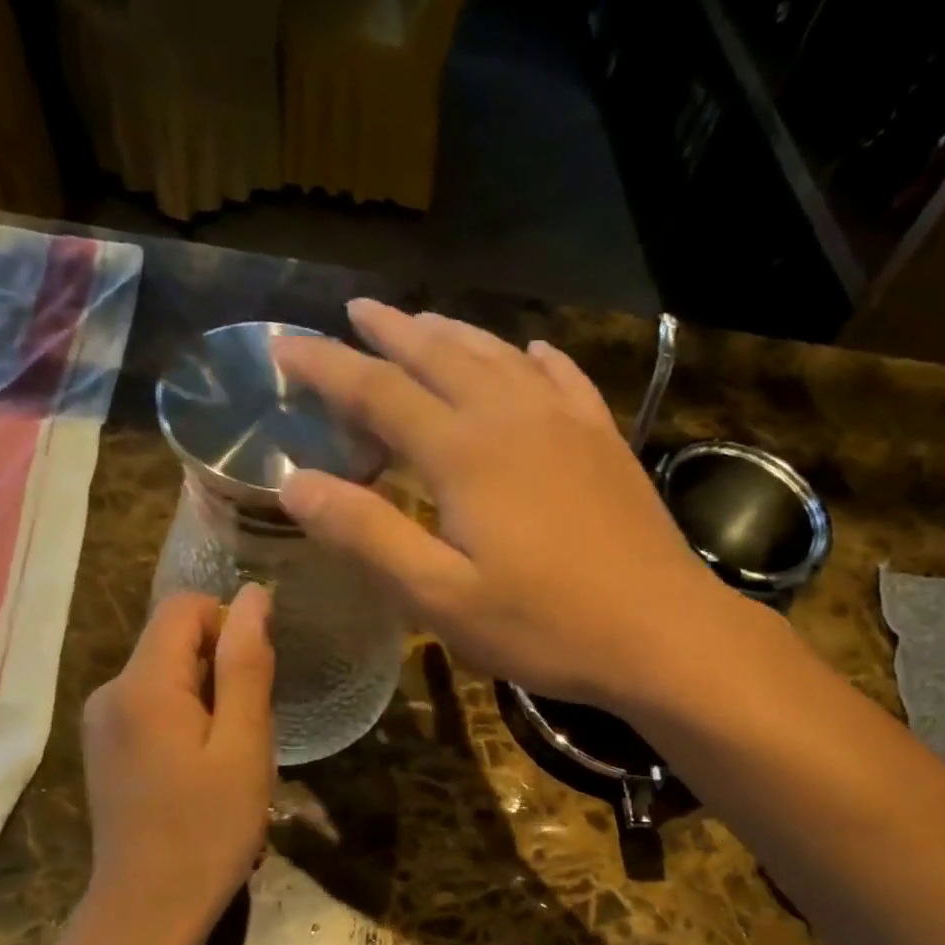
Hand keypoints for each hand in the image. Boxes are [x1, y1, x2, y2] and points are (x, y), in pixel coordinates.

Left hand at [80, 586, 274, 943]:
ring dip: (210, 701)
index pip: (185, 607)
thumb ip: (246, 665)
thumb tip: (254, 596)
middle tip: (249, 732)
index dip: (231, 626)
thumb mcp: (244, 744)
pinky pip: (154, 709)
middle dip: (222, 670)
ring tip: (230, 759)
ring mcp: (102, 724)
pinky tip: (203, 773)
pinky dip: (188, 723)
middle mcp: (110, 692)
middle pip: (173, 641)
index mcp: (142, 684)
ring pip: (167, 677)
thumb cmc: (209, 828)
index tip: (258, 680)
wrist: (150, 910)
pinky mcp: (106, 751)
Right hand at [274, 300, 737, 708]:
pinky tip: (530, 353)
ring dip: (453, 335)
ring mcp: (568, 425)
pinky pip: (564, 380)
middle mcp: (513, 418)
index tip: (282, 346)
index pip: (378, 391)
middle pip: (440, 356)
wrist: (662, 633)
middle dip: (390, 332)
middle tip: (354, 312)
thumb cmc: (546, 626)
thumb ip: (369, 536)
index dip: (326, 367)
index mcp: (465, 453)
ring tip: (422, 322)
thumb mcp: (442, 599)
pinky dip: (535, 359)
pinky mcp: (606, 444)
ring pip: (499, 357)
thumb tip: (295, 482)